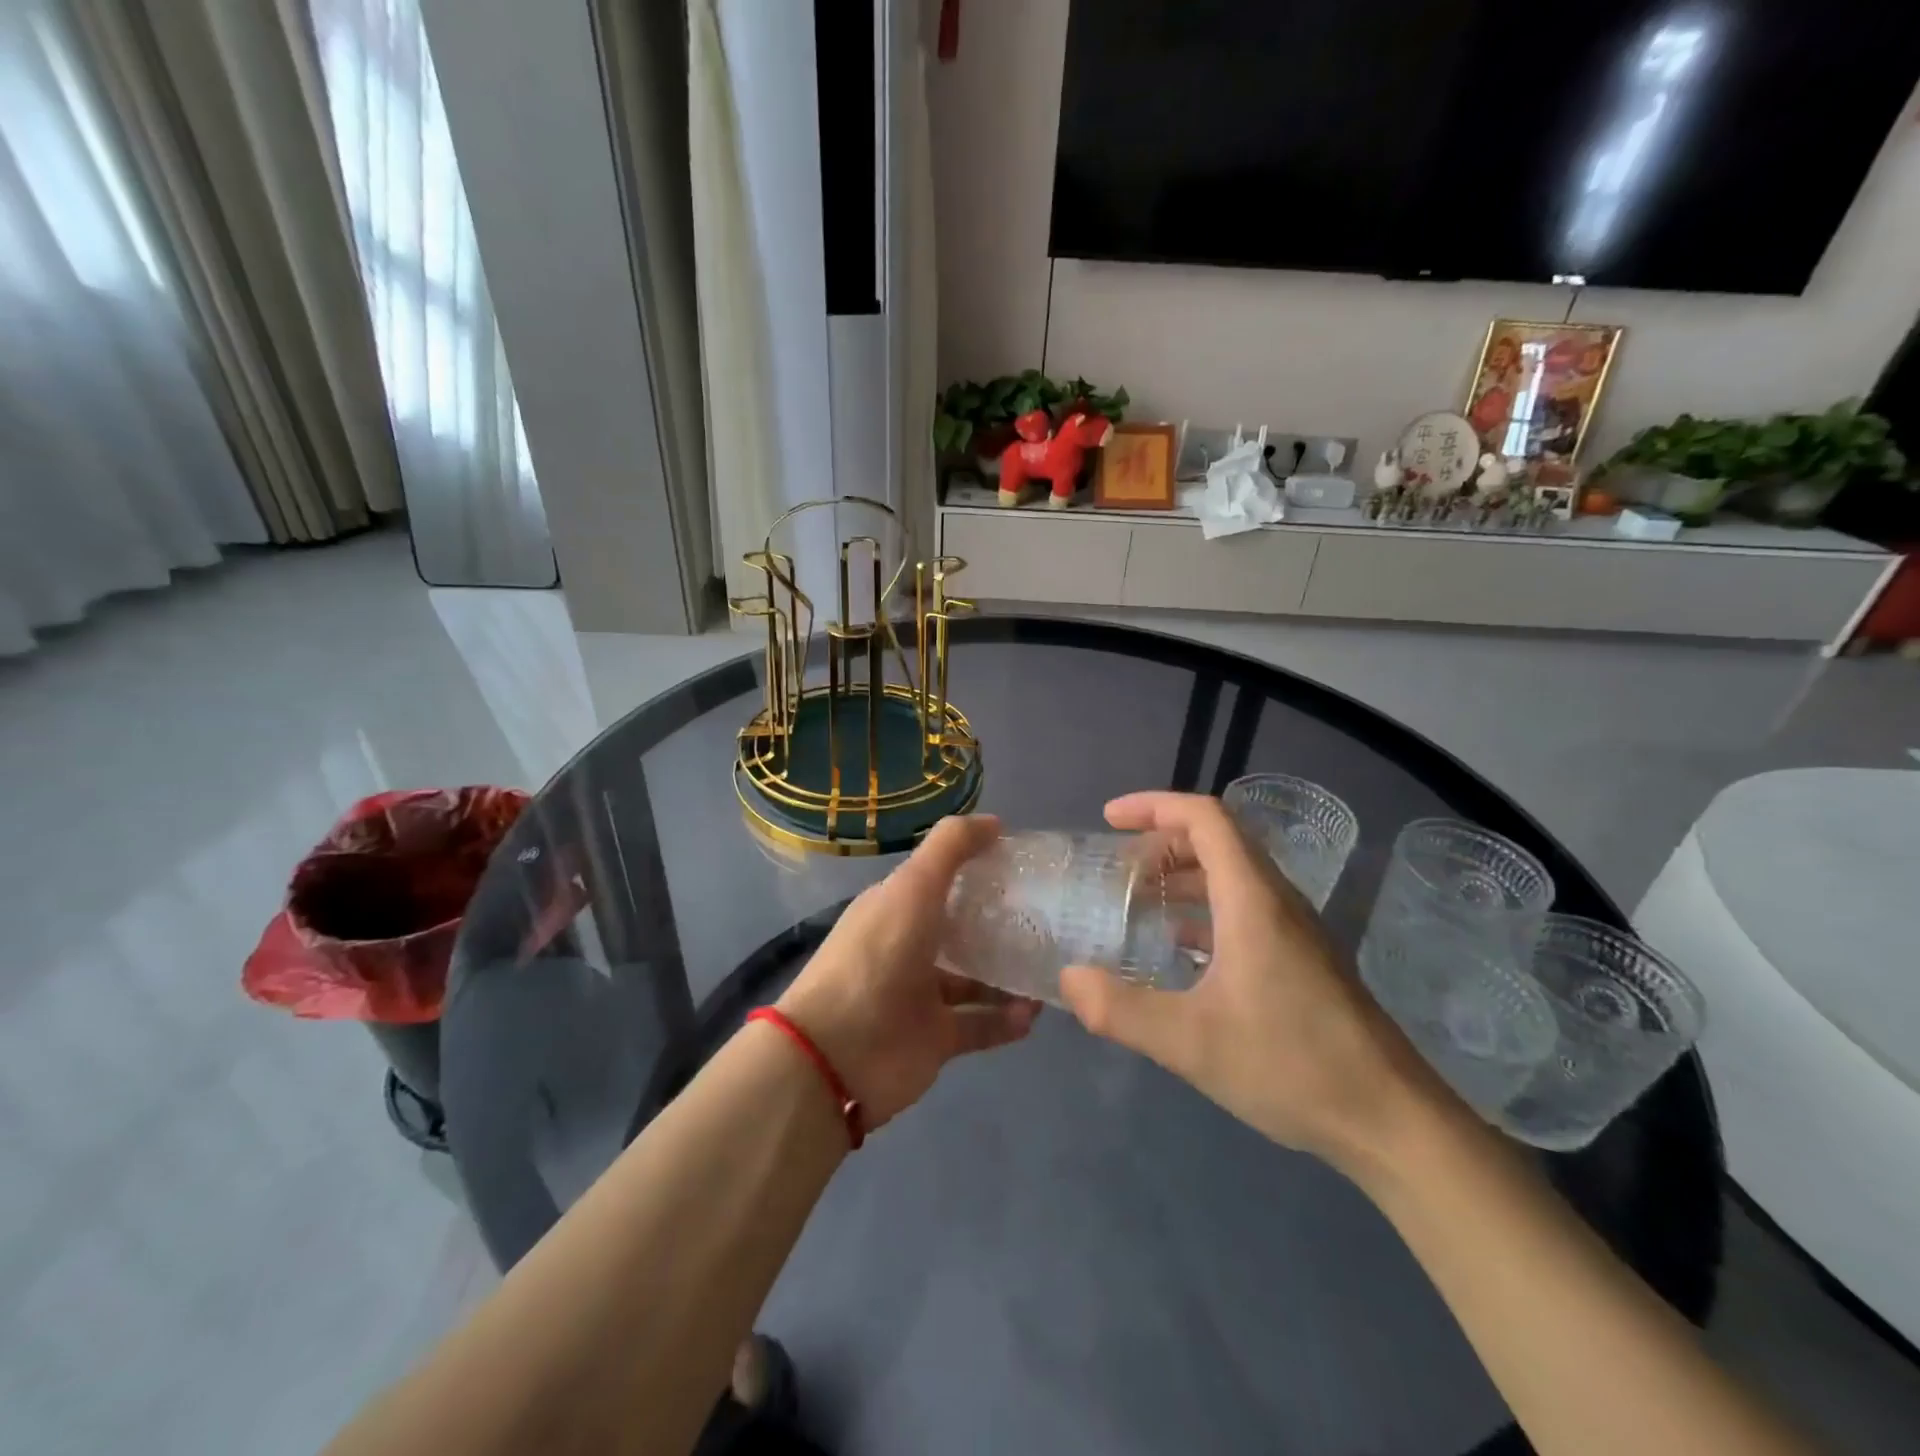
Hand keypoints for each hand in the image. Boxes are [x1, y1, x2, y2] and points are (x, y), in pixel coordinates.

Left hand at [776, 814, 1039, 1131]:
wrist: (837, 1053)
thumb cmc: (877, 956)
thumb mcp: (913, 886)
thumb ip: (951, 848)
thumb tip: (995, 823)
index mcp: (896, 907)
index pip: (941, 880)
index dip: (978, 868)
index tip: (1023, 864)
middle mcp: (908, 947)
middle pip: (961, 928)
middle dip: (1000, 922)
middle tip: (1047, 916)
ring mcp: (922, 995)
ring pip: (974, 979)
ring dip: (1009, 973)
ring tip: (1050, 966)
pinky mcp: (935, 1040)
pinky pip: (980, 1025)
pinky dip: (1007, 1020)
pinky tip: (1036, 1012)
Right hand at [1059, 792, 1450, 1173]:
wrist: (1393, 1122)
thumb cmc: (1293, 1066)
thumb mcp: (1192, 1043)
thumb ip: (1122, 1010)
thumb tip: (1069, 978)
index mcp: (1253, 900)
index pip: (1206, 818)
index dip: (1155, 805)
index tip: (1110, 819)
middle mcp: (1276, 901)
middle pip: (1219, 839)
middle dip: (1162, 840)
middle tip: (1118, 867)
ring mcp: (1295, 931)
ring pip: (1233, 875)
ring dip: (1184, 874)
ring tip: (1139, 900)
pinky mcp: (1302, 960)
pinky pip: (1245, 908)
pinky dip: (1204, 908)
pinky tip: (1180, 948)